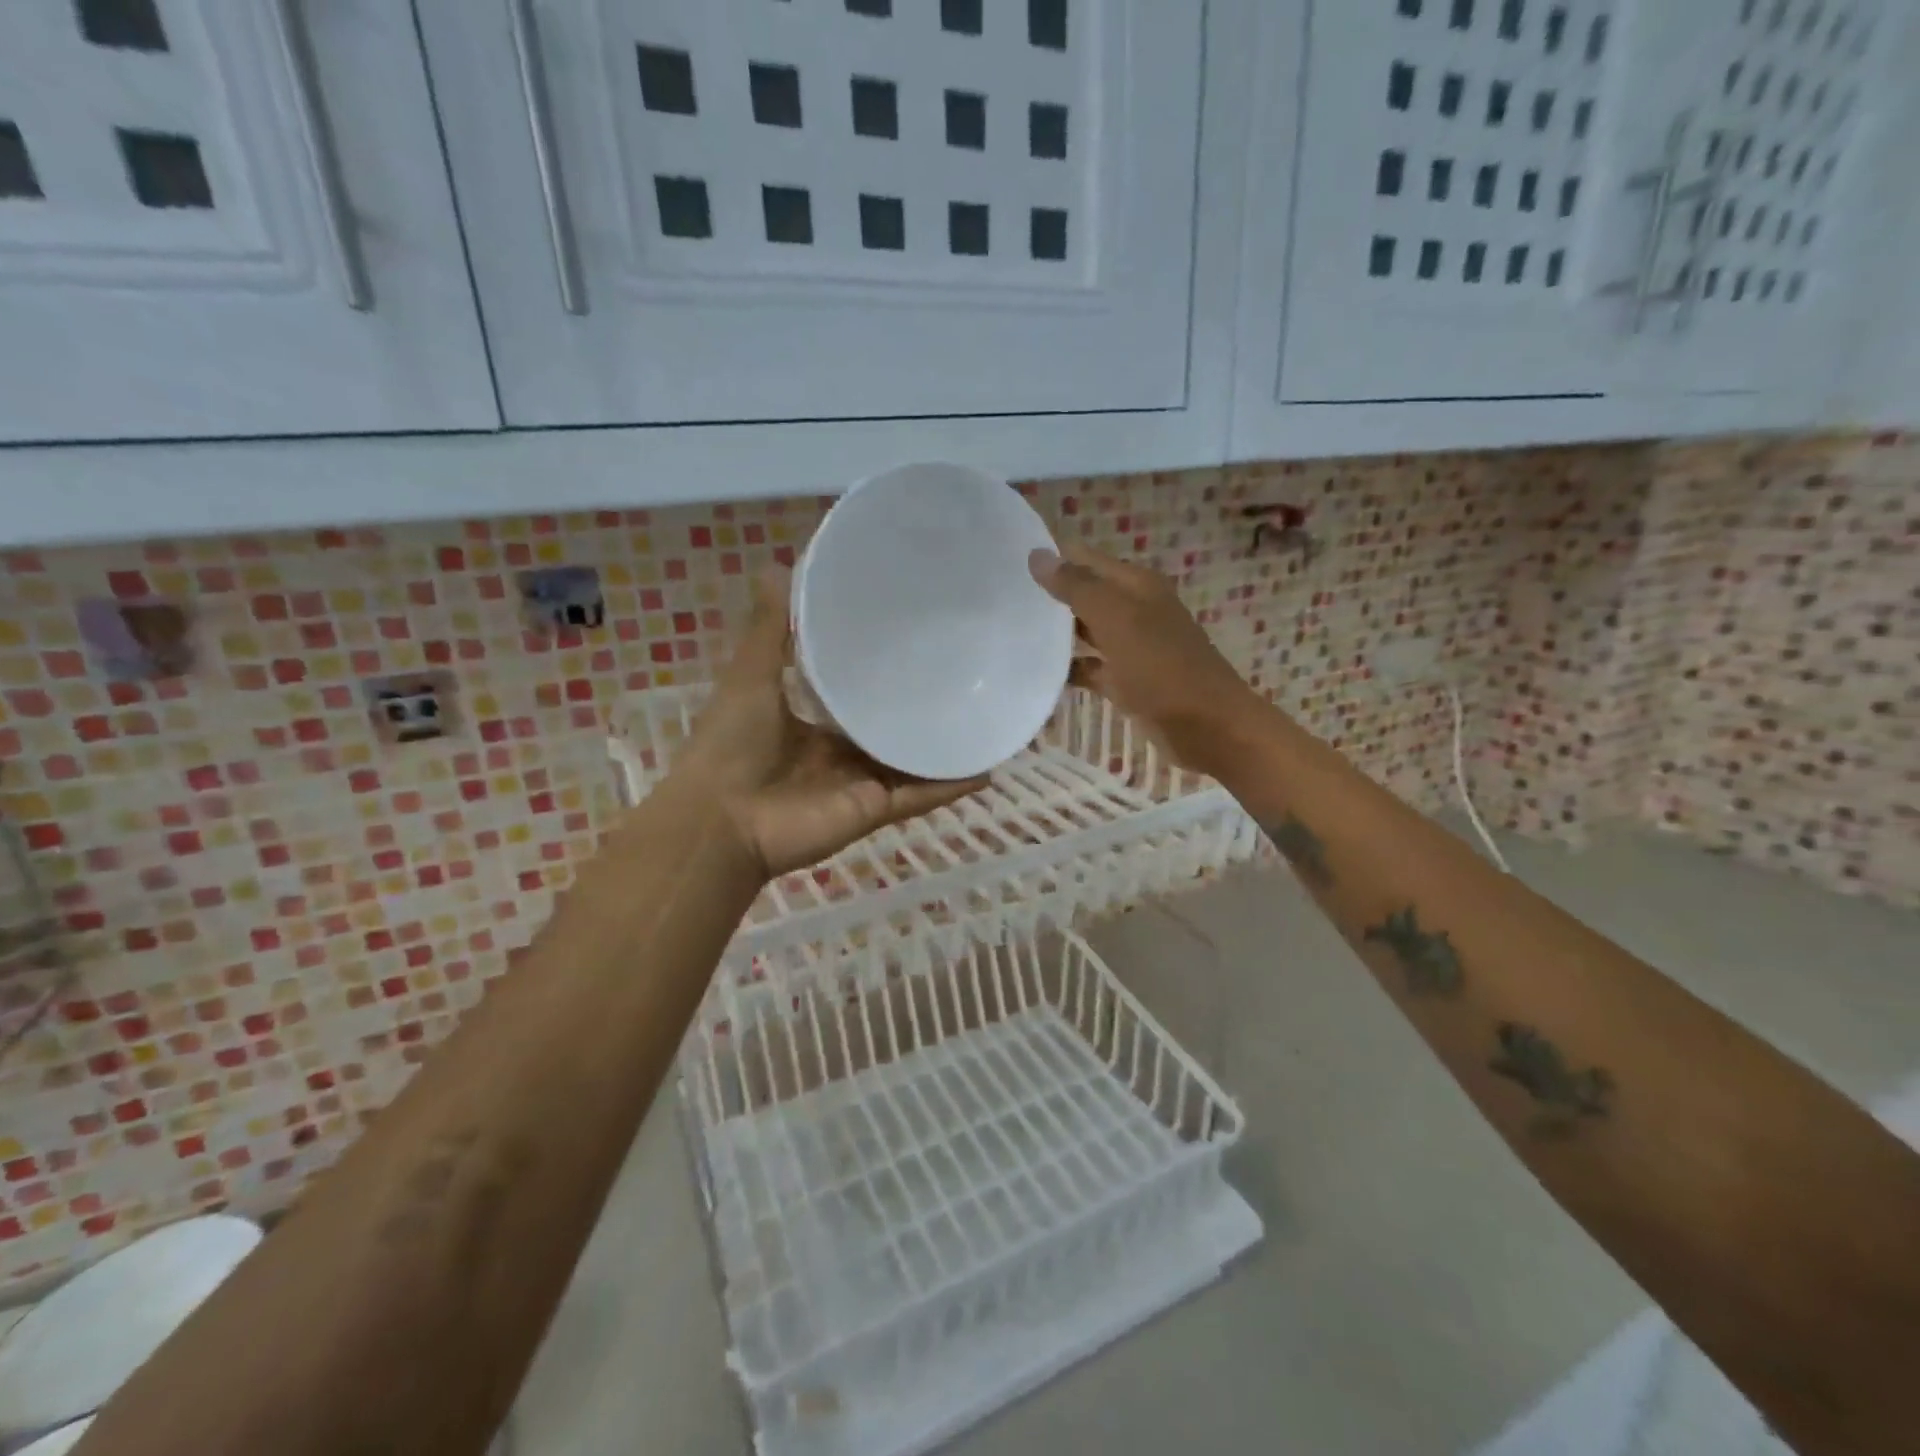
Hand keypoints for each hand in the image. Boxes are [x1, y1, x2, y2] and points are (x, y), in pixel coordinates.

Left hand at [668, 570, 986, 880]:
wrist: (721, 820)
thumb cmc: (731, 743)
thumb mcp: (751, 675)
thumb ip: (770, 628)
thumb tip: (780, 563)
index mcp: (811, 725)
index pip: (854, 695)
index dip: (879, 671)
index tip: (912, 639)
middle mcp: (840, 754)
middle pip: (889, 729)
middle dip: (920, 708)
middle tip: (964, 673)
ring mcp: (860, 784)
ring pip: (912, 763)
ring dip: (945, 747)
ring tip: (987, 716)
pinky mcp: (875, 809)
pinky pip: (920, 795)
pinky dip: (951, 785)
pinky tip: (986, 767)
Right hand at [1029, 545, 1263, 772]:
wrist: (1207, 726)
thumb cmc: (1161, 666)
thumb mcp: (1116, 619)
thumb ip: (1076, 587)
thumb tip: (1037, 554)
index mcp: (1136, 586)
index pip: (1086, 559)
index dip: (1053, 555)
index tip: (1006, 557)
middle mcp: (1134, 610)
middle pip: (1086, 594)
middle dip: (1050, 593)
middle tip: (1000, 594)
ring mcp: (1131, 648)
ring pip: (1086, 632)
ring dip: (1056, 632)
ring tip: (1009, 629)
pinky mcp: (1127, 683)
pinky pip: (1091, 669)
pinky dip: (1069, 670)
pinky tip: (1037, 673)